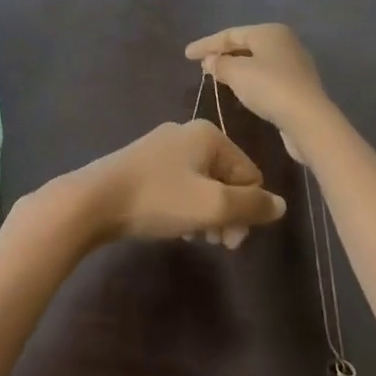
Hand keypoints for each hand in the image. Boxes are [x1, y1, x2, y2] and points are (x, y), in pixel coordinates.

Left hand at [62, 119, 286, 248]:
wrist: (94, 200)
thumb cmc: (158, 199)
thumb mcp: (212, 205)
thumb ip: (252, 205)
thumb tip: (282, 205)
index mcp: (208, 134)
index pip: (250, 174)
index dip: (248, 210)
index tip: (231, 240)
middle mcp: (188, 133)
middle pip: (227, 178)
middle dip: (228, 213)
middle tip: (214, 242)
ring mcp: (163, 146)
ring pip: (203, 184)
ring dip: (206, 214)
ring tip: (193, 237)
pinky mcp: (144, 163)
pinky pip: (181, 185)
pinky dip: (184, 207)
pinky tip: (174, 226)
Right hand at [185, 23, 332, 135]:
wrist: (308, 120)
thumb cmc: (269, 88)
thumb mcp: (237, 73)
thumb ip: (219, 64)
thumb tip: (210, 61)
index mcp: (269, 31)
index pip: (230, 34)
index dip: (206, 44)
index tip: (186, 55)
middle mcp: (284, 42)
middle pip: (245, 45)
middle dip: (222, 54)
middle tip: (201, 64)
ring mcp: (294, 64)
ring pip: (256, 61)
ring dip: (235, 67)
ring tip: (216, 76)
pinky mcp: (298, 86)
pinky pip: (266, 76)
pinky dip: (249, 79)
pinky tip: (239, 89)